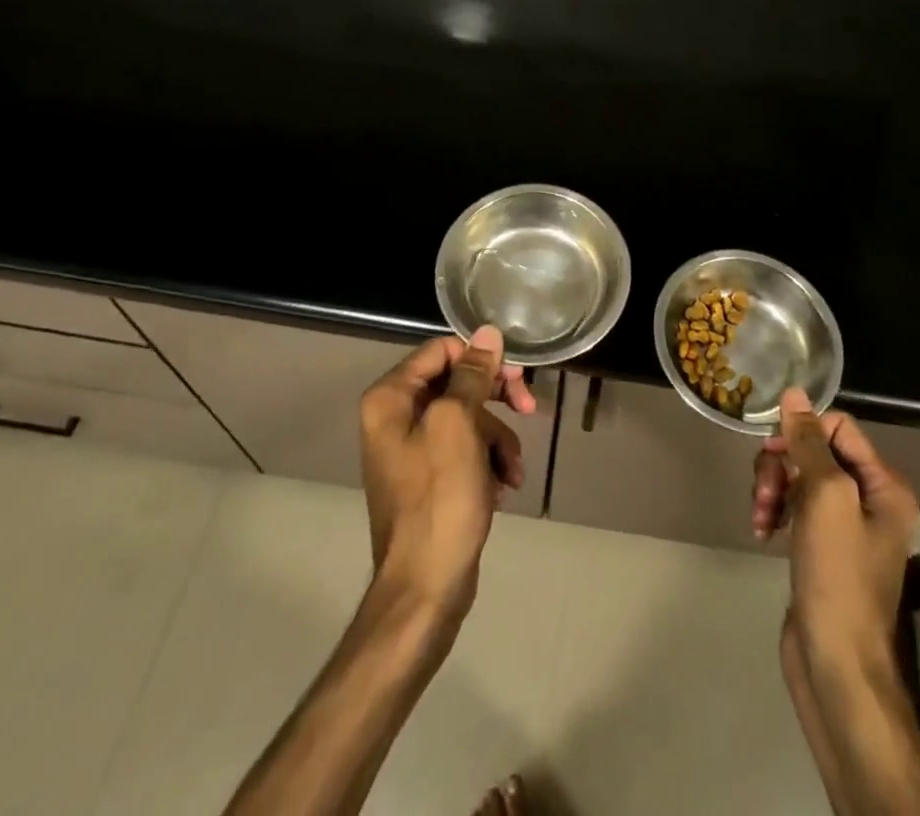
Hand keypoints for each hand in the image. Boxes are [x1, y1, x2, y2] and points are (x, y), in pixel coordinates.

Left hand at [358, 326, 534, 625]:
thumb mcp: (460, 426)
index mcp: (390, 399)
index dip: (481, 358)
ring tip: (513, 470)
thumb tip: (487, 332)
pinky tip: (503, 486)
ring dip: (498, 438)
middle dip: (496, 398)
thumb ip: (473, 375)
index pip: (441, 351)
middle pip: (458, 382)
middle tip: (528, 406)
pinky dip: (489, 462)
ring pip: (469, 417)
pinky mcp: (431, 477)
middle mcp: (395, 417)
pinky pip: (467, 449)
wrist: (426, 588)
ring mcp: (413, 449)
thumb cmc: (439, 499)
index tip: (514, 376)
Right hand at [751, 388, 919, 664]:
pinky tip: (762, 531)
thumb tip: (795, 393)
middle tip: (763, 493)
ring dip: (772, 489)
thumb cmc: (837, 576)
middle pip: (814, 451)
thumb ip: (808, 443)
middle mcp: (870, 499)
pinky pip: (794, 507)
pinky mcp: (821, 547)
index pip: (838, 426)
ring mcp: (845, 525)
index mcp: (884, 485)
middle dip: (781, 465)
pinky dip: (774, 512)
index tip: (773, 451)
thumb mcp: (825, 498)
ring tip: (760, 518)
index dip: (803, 432)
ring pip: (798, 477)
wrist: (836, 664)